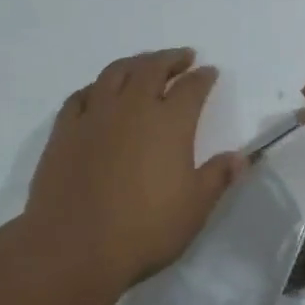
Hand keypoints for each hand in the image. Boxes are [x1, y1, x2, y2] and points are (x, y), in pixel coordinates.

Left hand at [23, 49, 245, 291]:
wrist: (73, 246)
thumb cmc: (144, 230)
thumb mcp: (194, 209)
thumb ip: (217, 178)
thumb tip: (240, 157)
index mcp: (169, 123)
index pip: (191, 88)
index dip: (203, 78)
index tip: (209, 72)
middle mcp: (132, 108)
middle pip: (152, 69)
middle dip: (170, 59)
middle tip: (182, 57)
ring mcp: (94, 116)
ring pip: (114, 73)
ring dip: (134, 63)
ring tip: (143, 65)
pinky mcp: (64, 131)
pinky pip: (81, 96)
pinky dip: (96, 87)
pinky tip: (99, 92)